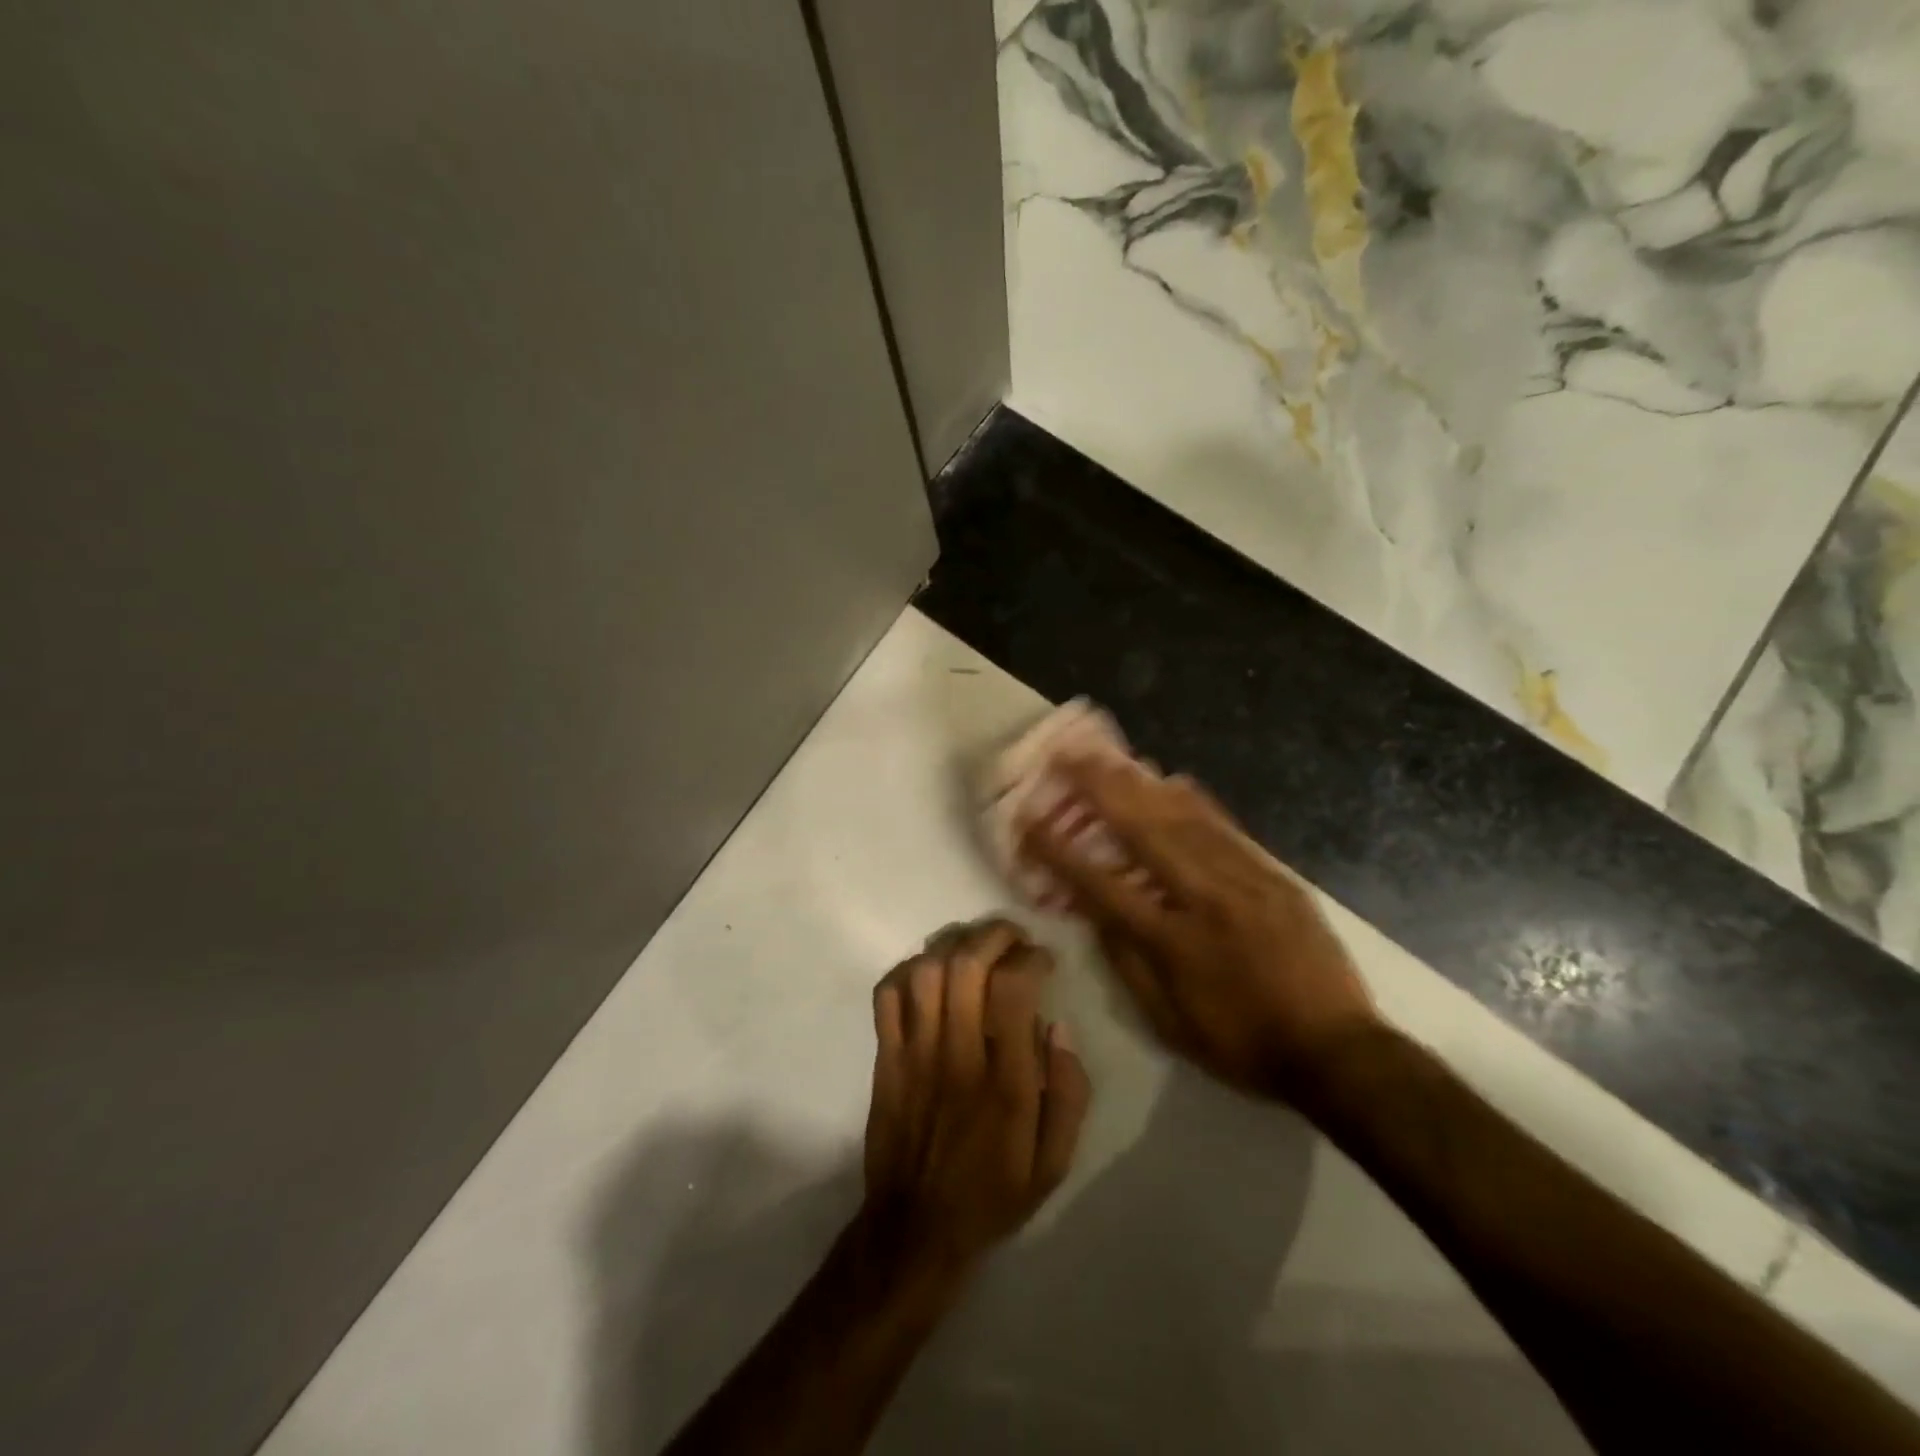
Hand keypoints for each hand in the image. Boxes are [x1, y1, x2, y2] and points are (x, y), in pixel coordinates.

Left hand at [858, 920, 1091, 1277]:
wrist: (916, 1229)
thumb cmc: (993, 1193)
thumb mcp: (1054, 1163)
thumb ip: (1068, 1093)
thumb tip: (1058, 1028)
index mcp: (1005, 1082)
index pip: (1013, 991)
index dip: (1031, 959)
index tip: (1044, 960)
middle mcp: (957, 1056)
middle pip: (966, 966)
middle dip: (994, 936)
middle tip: (1012, 938)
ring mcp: (914, 1054)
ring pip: (926, 972)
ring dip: (954, 946)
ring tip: (975, 947)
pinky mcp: (885, 1058)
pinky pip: (887, 995)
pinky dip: (907, 970)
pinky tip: (930, 973)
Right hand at [1024, 756, 1378, 1105]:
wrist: (1336, 1050)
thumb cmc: (1241, 1043)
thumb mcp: (1168, 1022)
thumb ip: (1126, 962)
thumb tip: (1095, 913)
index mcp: (1170, 941)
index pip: (1101, 885)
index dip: (1059, 851)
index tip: (1029, 819)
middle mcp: (1202, 898)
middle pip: (1142, 832)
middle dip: (1098, 789)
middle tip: (1069, 755)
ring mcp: (1242, 880)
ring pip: (1182, 819)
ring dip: (1140, 783)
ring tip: (1110, 755)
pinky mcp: (1272, 876)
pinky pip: (1226, 828)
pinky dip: (1195, 800)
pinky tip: (1173, 779)